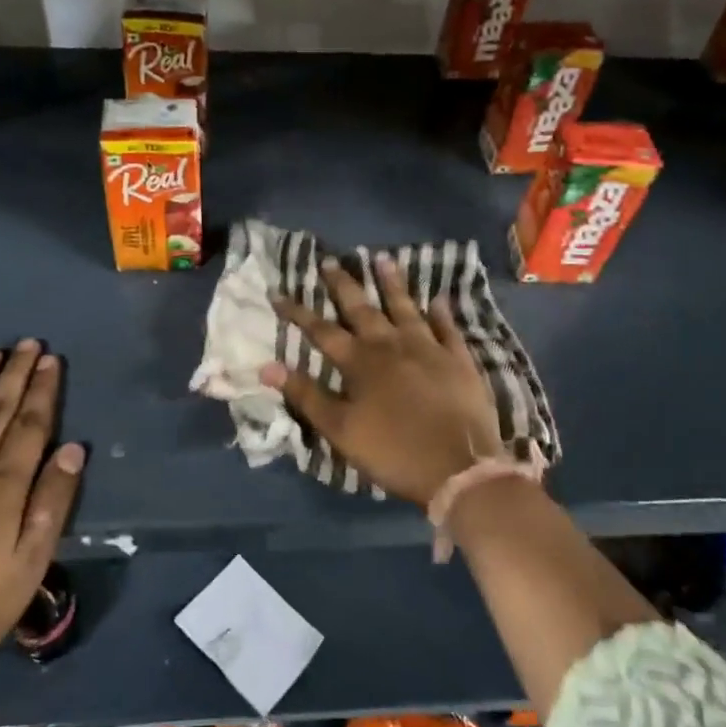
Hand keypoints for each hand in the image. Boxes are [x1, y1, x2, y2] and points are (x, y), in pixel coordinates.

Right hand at [262, 255, 502, 505]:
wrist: (459, 467)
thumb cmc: (393, 451)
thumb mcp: (340, 430)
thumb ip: (306, 395)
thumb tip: (267, 367)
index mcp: (360, 363)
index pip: (321, 331)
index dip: (298, 312)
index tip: (278, 293)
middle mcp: (392, 345)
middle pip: (363, 308)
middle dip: (343, 285)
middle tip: (329, 261)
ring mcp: (428, 348)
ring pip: (406, 308)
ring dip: (393, 284)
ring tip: (382, 259)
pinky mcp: (458, 360)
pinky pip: (448, 329)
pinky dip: (442, 313)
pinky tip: (439, 299)